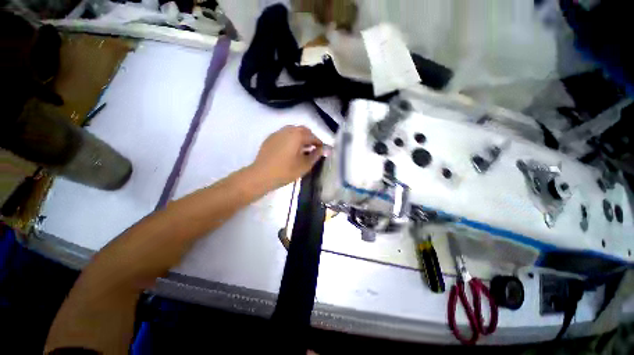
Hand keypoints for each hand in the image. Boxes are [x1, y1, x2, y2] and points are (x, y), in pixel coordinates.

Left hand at [251, 125, 322, 189]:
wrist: (261, 175)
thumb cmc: (285, 171)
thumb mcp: (304, 165)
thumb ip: (315, 156)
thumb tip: (322, 150)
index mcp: (297, 135)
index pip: (313, 137)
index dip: (319, 143)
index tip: (322, 150)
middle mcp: (287, 130)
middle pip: (303, 130)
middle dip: (310, 138)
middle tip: (313, 149)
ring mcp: (277, 133)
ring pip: (293, 131)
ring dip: (300, 138)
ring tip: (302, 150)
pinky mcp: (270, 138)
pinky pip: (284, 135)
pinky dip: (290, 139)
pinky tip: (289, 150)